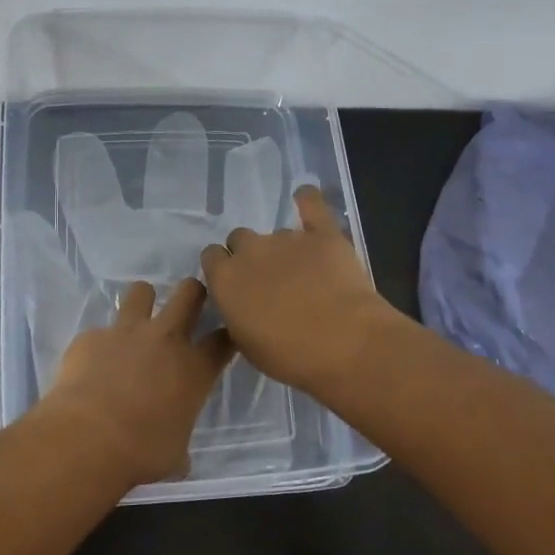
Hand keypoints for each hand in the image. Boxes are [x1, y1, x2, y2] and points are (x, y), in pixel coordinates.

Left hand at [37, 278, 235, 486]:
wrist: (88, 438)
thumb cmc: (142, 452)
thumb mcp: (174, 454)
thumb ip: (180, 444)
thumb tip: (179, 459)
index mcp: (194, 368)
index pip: (223, 339)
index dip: (226, 335)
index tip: (224, 337)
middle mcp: (165, 339)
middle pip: (189, 294)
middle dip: (193, 292)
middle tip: (189, 302)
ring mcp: (126, 332)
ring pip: (141, 291)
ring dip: (142, 302)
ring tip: (136, 319)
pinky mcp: (91, 336)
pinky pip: (99, 331)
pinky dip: (99, 345)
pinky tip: (91, 365)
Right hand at [200, 187, 405, 395]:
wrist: (343, 343)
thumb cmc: (289, 356)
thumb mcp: (247, 345)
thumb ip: (238, 316)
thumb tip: (243, 305)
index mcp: (225, 279)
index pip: (212, 257)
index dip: (223, 269)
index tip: (236, 285)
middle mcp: (250, 251)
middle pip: (240, 239)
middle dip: (250, 255)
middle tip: (269, 280)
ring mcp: (287, 238)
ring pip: (276, 233)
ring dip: (283, 248)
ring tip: (304, 273)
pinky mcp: (323, 234)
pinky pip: (312, 205)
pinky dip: (308, 201)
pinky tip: (306, 197)